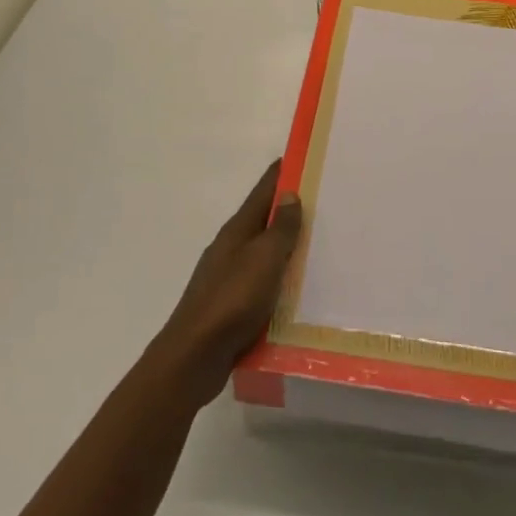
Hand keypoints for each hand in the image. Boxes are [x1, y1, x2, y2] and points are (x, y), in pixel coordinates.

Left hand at [150, 160, 301, 408]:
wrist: (194, 358)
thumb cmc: (232, 300)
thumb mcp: (263, 259)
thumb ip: (279, 228)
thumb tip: (289, 194)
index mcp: (237, 231)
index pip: (262, 192)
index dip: (280, 175)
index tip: (299, 158)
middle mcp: (230, 249)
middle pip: (262, 222)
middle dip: (287, 212)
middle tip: (321, 204)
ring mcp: (227, 279)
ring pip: (262, 255)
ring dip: (284, 249)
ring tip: (315, 248)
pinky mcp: (229, 308)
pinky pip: (260, 285)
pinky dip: (277, 281)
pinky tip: (294, 292)